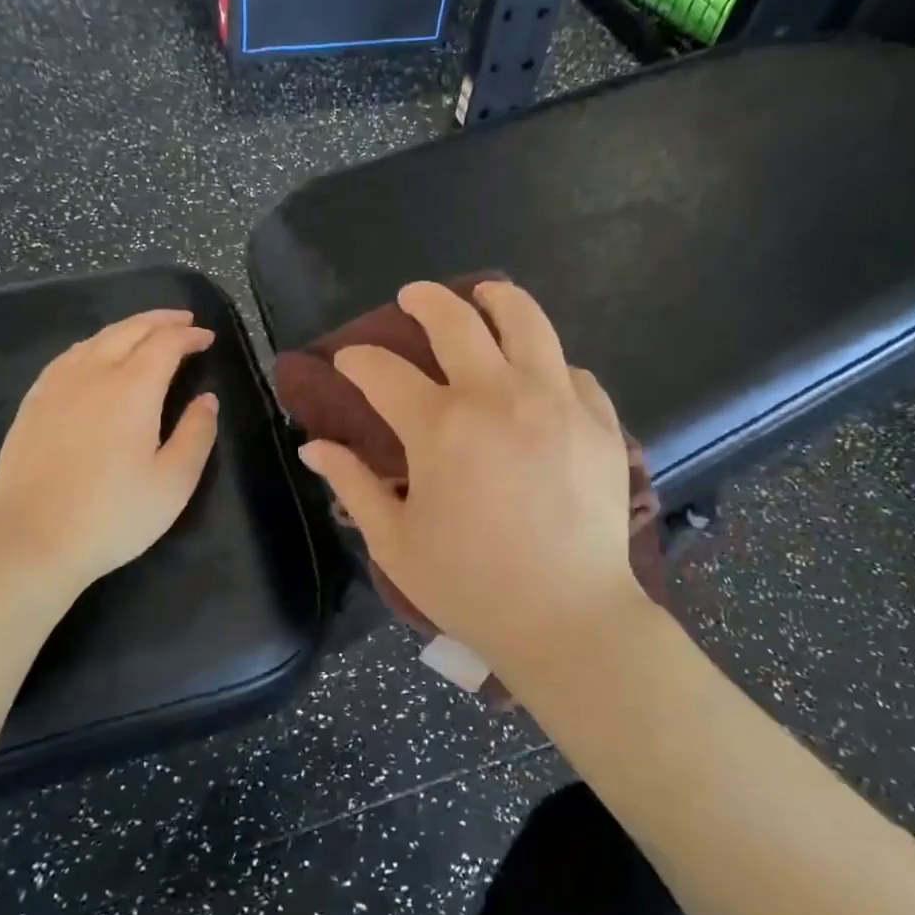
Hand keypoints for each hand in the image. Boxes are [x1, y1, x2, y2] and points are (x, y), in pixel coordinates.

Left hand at [0, 308, 218, 593]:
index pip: (165, 344)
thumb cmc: (114, 515)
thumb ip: (197, 433)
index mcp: (132, 389)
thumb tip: (206, 399)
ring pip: (95, 340)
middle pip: (128, 331)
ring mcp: (56, 387)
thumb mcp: (174, 482)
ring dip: (126, 329)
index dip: (189, 336)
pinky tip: (94, 357)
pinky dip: (93, 345)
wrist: (32, 542)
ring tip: (145, 333)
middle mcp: (92, 374)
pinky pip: (67, 357)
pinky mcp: (32, 404)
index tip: (207, 338)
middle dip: (159, 321)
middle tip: (183, 321)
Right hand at [296, 281, 641, 675]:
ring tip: (485, 294)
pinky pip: (573, 372)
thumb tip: (314, 447)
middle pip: (456, 321)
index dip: (357, 361)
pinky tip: (539, 376)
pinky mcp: (600, 423)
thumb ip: (353, 484)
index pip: (382, 371)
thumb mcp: (395, 541)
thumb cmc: (470, 586)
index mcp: (440, 427)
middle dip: (425, 301)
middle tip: (412, 298)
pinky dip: (550, 364)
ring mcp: (557, 403)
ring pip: (528, 322)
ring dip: (498, 300)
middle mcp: (499, 396)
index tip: (348, 363)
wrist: (568, 620)